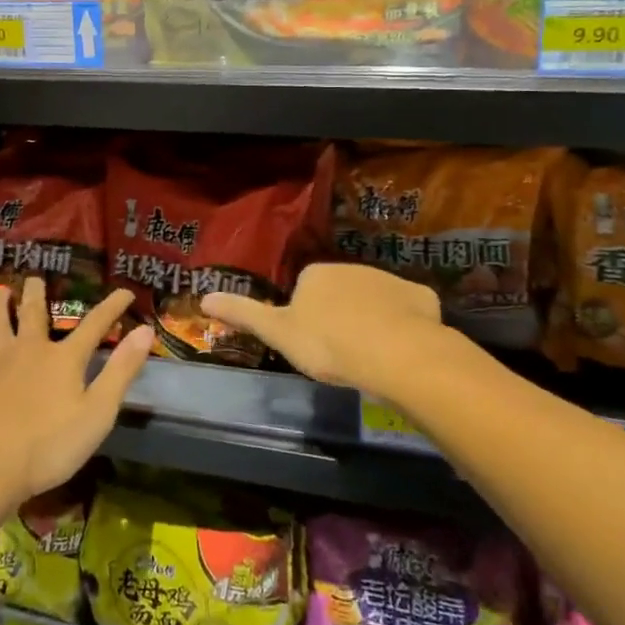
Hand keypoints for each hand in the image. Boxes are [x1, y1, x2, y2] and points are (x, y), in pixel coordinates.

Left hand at [0, 278, 153, 510]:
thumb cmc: (48, 447)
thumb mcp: (98, 413)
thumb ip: (121, 371)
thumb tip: (145, 331)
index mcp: (64, 359)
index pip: (94, 326)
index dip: (112, 308)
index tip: (126, 293)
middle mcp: (30, 349)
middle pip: (34, 313)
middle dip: (38, 294)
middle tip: (36, 277)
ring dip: (0, 301)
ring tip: (2, 290)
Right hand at [202, 264, 442, 401]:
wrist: (396, 353)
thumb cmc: (329, 344)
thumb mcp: (278, 333)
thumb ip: (244, 314)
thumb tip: (203, 297)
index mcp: (315, 274)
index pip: (303, 290)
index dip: (305, 318)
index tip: (311, 344)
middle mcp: (351, 267)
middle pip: (339, 293)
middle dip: (339, 316)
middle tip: (340, 354)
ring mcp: (389, 280)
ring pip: (374, 301)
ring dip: (371, 320)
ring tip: (370, 357)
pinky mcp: (421, 297)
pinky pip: (407, 310)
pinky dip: (404, 325)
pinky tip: (402, 350)